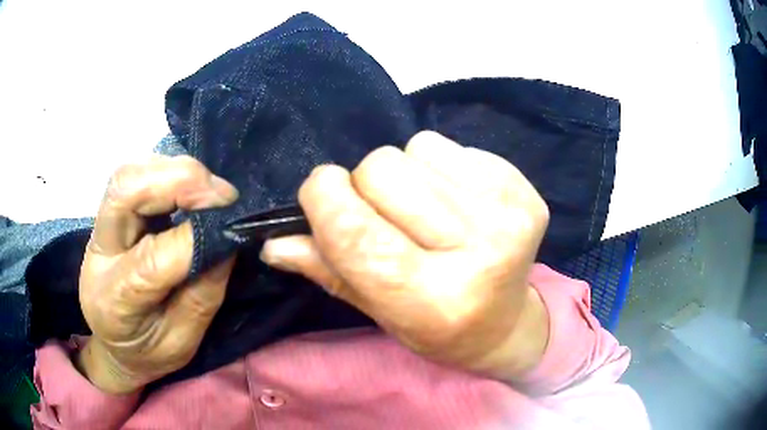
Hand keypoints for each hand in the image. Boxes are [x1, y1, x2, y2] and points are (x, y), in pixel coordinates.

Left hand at [77, 156, 238, 393]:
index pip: (150, 259)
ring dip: (173, 171)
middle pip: (125, 192)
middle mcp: (99, 255)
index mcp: (114, 302)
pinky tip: (186, 188)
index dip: (193, 236)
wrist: (114, 343)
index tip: (232, 224)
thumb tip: (226, 241)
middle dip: (178, 181)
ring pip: (128, 175)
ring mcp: (99, 228)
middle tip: (222, 194)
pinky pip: (134, 175)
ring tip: (208, 191)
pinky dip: (165, 172)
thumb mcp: (182, 344)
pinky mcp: (109, 213)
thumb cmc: (149, 351)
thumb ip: (202, 296)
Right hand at [261, 131, 550, 380]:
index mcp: (432, 299)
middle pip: (381, 170)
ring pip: (415, 147)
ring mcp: (507, 214)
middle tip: (384, 215)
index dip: (322, 197)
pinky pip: (449, 144)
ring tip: (426, 209)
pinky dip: (438, 164)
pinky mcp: (523, 187)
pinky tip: (455, 200)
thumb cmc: (435, 325)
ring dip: (405, 173)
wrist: (505, 323)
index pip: (353, 229)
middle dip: (365, 185)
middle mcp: (478, 253)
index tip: (320, 194)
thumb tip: (273, 242)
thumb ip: (326, 270)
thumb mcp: (376, 310)